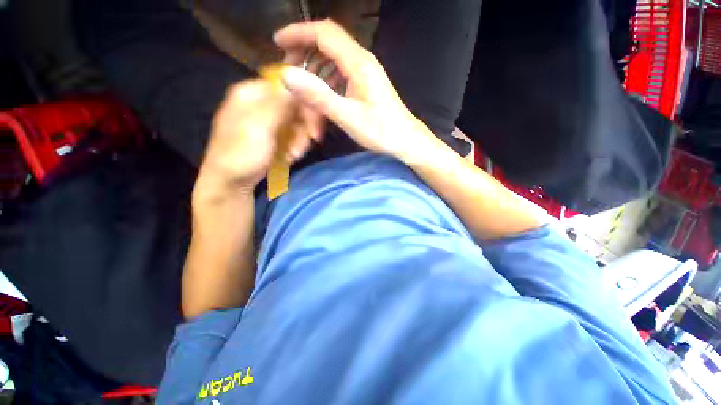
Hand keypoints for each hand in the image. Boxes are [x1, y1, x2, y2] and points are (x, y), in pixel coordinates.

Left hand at [195, 79, 318, 203]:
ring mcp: (267, 119)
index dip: (306, 104)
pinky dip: (295, 145)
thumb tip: (296, 77)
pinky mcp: (272, 134)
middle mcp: (260, 102)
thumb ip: (278, 104)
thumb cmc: (241, 155)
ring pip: (296, 122)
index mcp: (252, 93)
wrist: (230, 183)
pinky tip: (289, 156)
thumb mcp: (258, 127)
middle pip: (295, 105)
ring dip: (300, 139)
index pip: (289, 86)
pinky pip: (292, 134)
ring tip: (293, 155)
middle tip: (309, 142)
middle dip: (304, 126)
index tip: (315, 126)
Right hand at [274, 20, 437, 162]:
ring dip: (316, 75)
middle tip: (290, 73)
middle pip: (327, 44)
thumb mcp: (348, 116)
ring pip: (333, 62)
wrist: (405, 140)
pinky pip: (341, 76)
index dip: (298, 33)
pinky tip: (324, 101)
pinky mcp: (366, 85)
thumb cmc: (381, 131)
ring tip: (305, 95)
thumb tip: (287, 75)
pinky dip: (328, 85)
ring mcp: (365, 73)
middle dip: (304, 55)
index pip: (324, 33)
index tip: (277, 42)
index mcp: (358, 63)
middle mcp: (362, 61)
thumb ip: (319, 96)